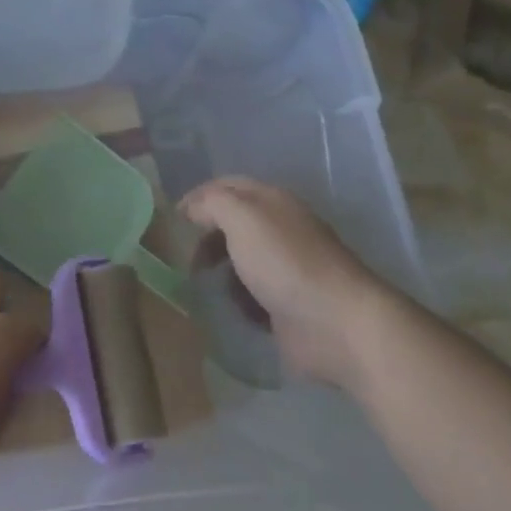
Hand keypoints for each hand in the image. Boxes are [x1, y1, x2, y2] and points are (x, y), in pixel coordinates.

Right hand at [178, 177, 382, 384]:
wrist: (337, 324)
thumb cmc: (285, 262)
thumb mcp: (241, 217)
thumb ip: (211, 204)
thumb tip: (192, 208)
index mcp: (272, 201)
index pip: (227, 186)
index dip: (198, 197)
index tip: (172, 218)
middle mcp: (280, 228)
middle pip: (233, 223)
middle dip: (206, 236)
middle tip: (183, 255)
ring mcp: (286, 268)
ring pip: (241, 260)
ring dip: (219, 269)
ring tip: (200, 284)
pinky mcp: (288, 305)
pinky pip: (252, 295)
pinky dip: (236, 299)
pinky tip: (226, 307)